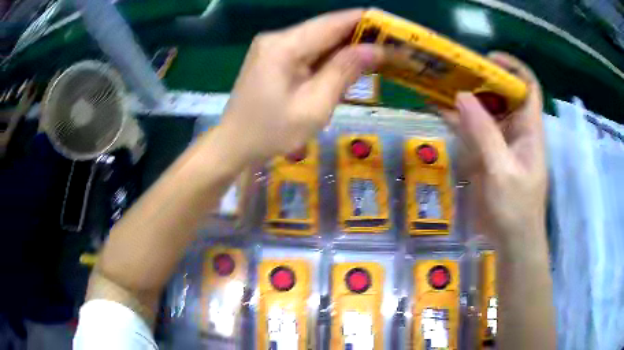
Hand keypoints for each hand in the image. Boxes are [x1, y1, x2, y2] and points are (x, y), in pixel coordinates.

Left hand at [214, 9, 382, 164]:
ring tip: (376, 55)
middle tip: (391, 46)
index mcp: (284, 46)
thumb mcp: (314, 107)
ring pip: (318, 39)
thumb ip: (343, 72)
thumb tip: (374, 50)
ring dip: (345, 47)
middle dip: (359, 35)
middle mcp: (277, 38)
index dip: (364, 21)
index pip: (332, 23)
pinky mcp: (272, 57)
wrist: (234, 144)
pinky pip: (307, 51)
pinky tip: (346, 65)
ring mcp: (273, 47)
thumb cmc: (271, 132)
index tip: (392, 26)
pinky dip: (328, 57)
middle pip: (325, 28)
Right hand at [443, 53, 546, 252]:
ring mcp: (501, 141)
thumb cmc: (516, 208)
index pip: (528, 86)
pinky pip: (473, 129)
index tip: (487, 58)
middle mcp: (516, 129)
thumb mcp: (502, 171)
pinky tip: (438, 110)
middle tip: (453, 69)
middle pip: (502, 93)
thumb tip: (461, 95)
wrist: (512, 241)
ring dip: (465, 97)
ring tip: (439, 82)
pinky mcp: (488, 154)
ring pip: (485, 110)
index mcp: (529, 128)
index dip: (512, 67)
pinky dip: (457, 119)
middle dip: (481, 79)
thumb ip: (484, 133)